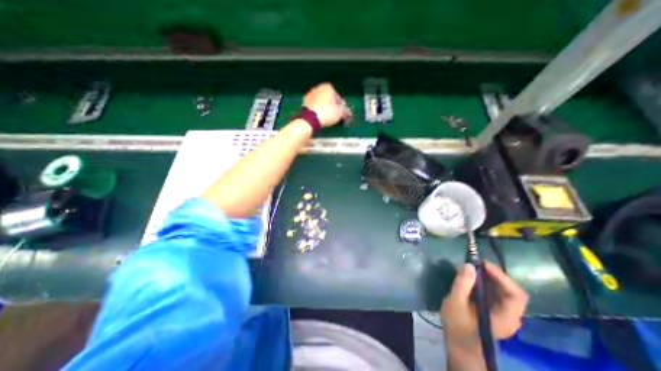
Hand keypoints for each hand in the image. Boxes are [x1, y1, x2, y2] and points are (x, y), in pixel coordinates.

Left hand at [303, 82, 353, 127]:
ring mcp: (310, 95)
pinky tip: (319, 118)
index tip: (341, 114)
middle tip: (334, 117)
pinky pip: (314, 106)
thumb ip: (345, 111)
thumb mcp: (340, 113)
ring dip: (324, 109)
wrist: (310, 119)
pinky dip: (317, 111)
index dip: (340, 107)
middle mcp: (318, 88)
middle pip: (328, 99)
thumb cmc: (327, 113)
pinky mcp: (304, 102)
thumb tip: (347, 113)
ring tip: (327, 118)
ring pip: (321, 102)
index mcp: (328, 87)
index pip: (338, 97)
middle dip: (331, 107)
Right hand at [441, 263, 529, 342]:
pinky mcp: (493, 309)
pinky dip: (485, 282)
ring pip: (502, 290)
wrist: (458, 343)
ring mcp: (502, 313)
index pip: (516, 295)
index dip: (502, 277)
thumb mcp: (456, 302)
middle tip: (475, 263)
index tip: (483, 264)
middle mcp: (510, 315)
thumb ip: (463, 283)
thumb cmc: (457, 324)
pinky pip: (494, 292)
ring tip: (471, 268)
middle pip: (510, 290)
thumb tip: (469, 265)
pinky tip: (472, 277)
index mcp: (506, 317)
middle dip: (493, 274)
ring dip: (488, 277)